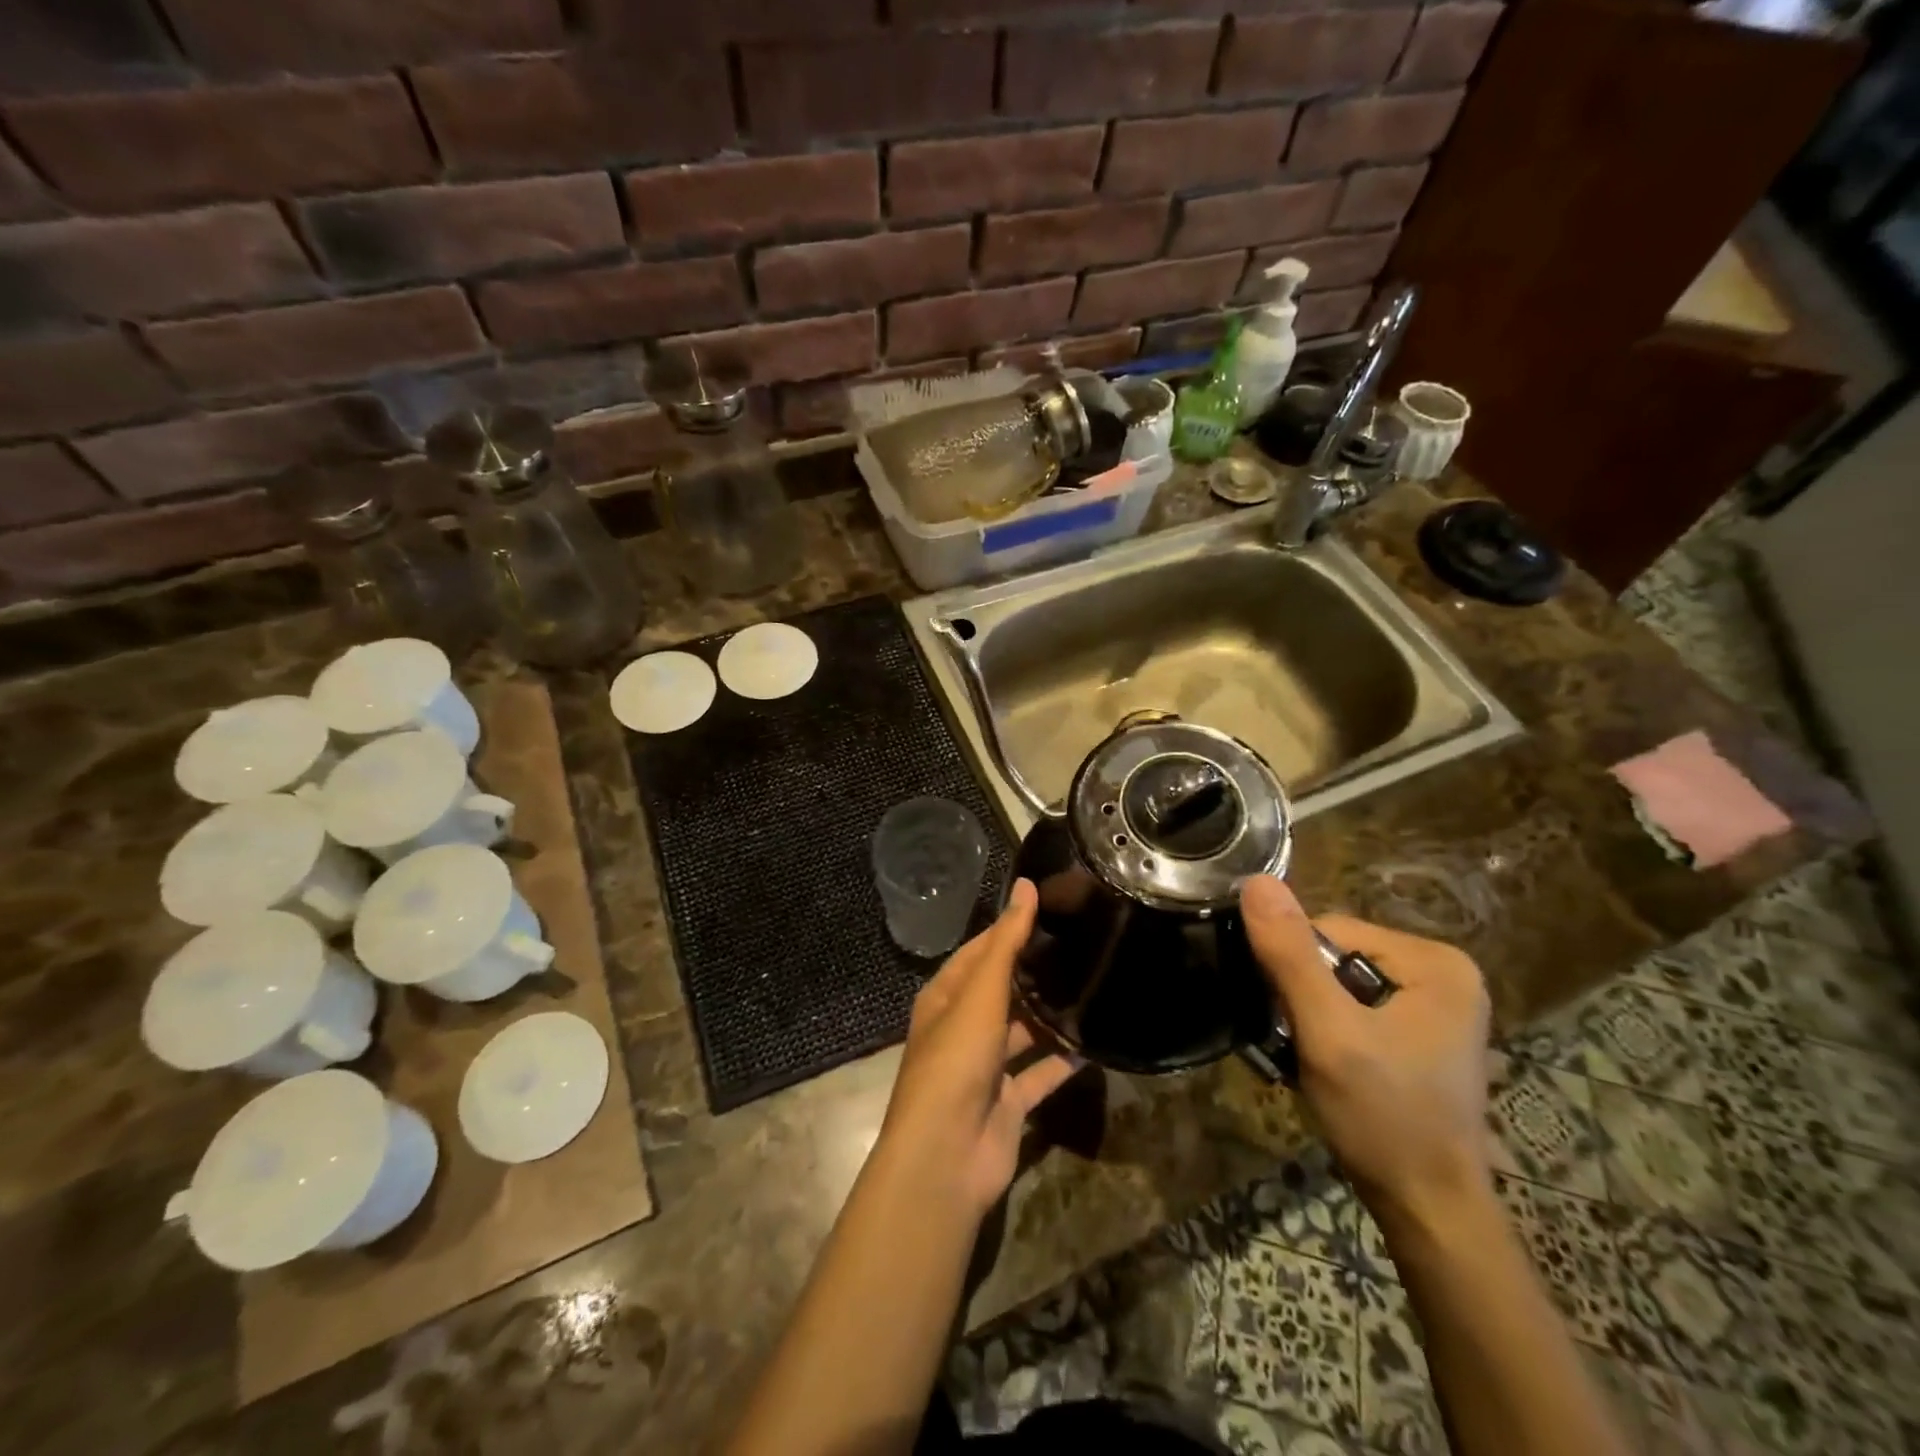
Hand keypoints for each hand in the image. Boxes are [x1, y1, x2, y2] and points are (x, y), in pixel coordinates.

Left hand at [877, 879, 1081, 1216]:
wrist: (947, 1155)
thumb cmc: (956, 1059)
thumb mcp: (981, 992)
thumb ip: (1007, 941)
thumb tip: (1026, 885)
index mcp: (946, 998)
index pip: (979, 952)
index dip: (1009, 930)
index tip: (1050, 909)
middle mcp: (963, 1028)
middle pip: (1002, 991)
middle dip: (1034, 972)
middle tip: (1081, 945)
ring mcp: (986, 1068)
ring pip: (1022, 1032)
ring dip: (1049, 1016)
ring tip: (1092, 987)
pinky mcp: (1009, 1103)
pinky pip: (1040, 1074)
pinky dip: (1062, 1061)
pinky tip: (1095, 1044)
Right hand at [1240, 876, 1491, 1220]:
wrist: (1429, 1211)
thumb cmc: (1384, 1118)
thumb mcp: (1328, 1032)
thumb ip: (1291, 955)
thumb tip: (1256, 880)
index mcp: (1436, 961)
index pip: (1331, 930)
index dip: (1295, 969)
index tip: (1291, 1020)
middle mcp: (1445, 972)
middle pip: (1338, 955)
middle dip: (1306, 995)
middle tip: (1304, 1045)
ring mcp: (1437, 1004)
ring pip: (1341, 983)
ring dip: (1314, 1015)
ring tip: (1312, 1058)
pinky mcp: (1423, 1032)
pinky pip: (1357, 1006)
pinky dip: (1332, 1029)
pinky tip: (1331, 1065)